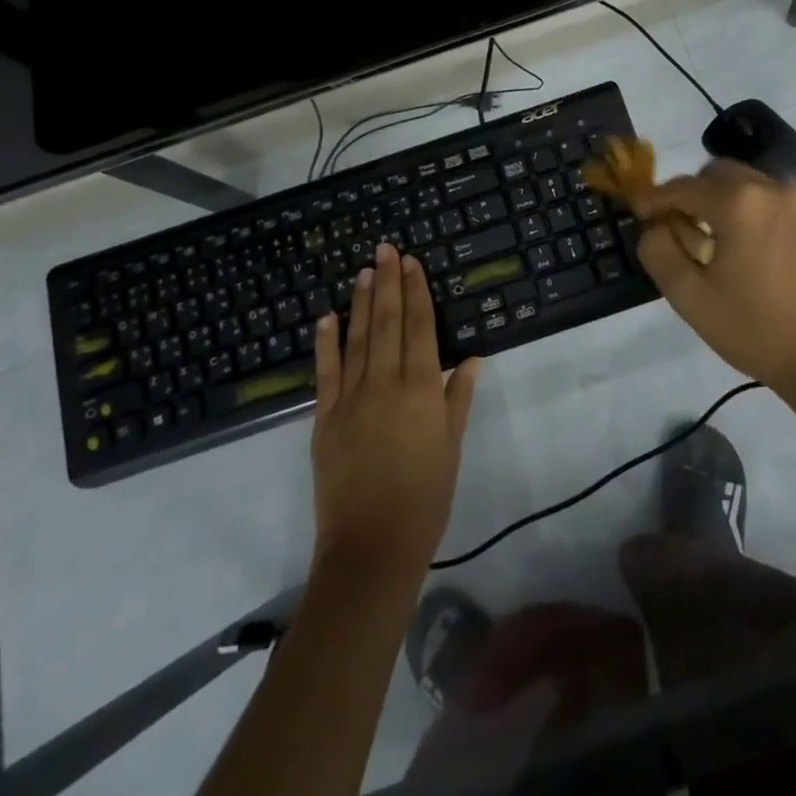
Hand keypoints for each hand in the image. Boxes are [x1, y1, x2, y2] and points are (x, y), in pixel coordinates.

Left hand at [310, 243, 481, 580]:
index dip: (416, 292)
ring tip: (364, 270)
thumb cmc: (425, 498)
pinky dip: (326, 342)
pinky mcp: (324, 419)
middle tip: (386, 249)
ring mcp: (350, 399)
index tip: (412, 262)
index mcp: (420, 389)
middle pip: (387, 323)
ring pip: (356, 339)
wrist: (372, 547)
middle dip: (388, 283)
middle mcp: (385, 384)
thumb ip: (458, 398)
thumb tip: (471, 358)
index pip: (419, 327)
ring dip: (360, 302)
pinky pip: (325, 373)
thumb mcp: (451, 447)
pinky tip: (327, 317)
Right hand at [630, 160, 795, 399]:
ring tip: (718, 241)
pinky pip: (777, 203)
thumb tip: (655, 228)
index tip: (639, 214)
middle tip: (680, 228)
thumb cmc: (757, 330)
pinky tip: (756, 252)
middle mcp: (772, 189)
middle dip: (692, 194)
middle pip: (718, 174)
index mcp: (738, 202)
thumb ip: (660, 253)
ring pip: (750, 185)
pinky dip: (756, 214)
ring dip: (725, 201)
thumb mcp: (691, 298)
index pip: (682, 187)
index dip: (654, 199)